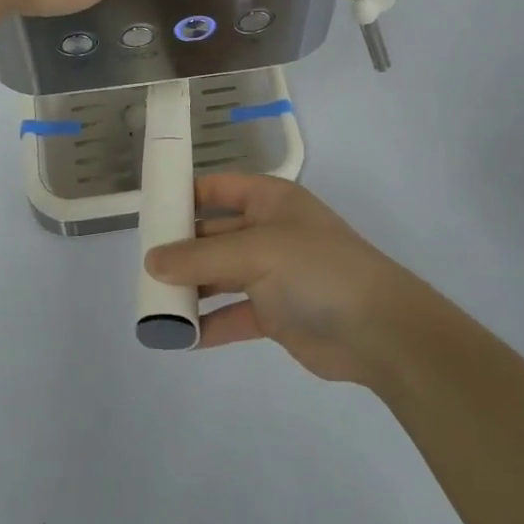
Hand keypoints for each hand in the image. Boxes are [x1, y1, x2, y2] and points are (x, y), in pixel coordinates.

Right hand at [144, 174, 439, 385]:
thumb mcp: (256, 252)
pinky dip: (209, 324)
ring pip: (220, 276)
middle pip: (213, 234)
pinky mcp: (275, 314)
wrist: (380, 331)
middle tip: (142, 267)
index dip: (184, 196)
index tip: (148, 213)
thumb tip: (151, 261)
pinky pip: (232, 314)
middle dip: (181, 249)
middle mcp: (269, 232)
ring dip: (191, 289)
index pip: (218, 188)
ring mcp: (273, 274)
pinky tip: (180, 335)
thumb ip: (200, 256)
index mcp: (269, 202)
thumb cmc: (317, 270)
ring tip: (154, 303)